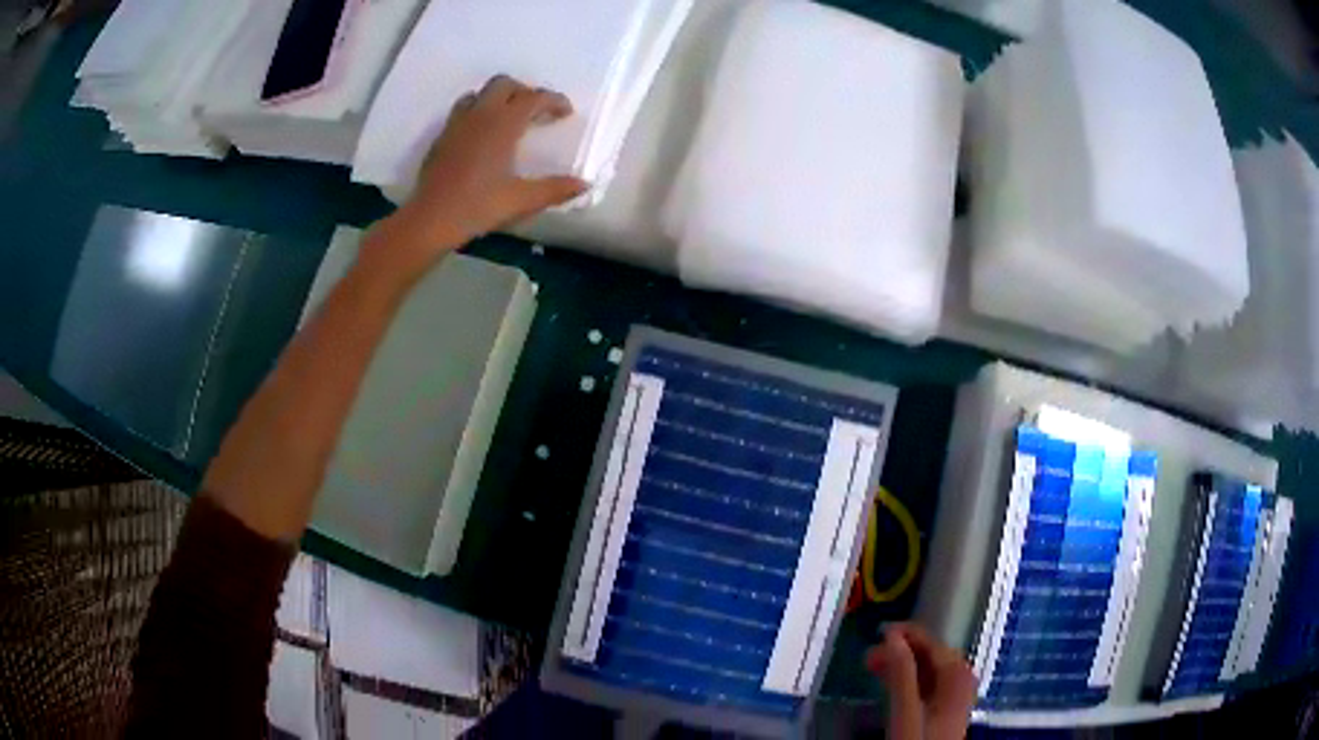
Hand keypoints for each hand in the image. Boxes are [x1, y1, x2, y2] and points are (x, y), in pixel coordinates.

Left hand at [362, 75, 587, 281]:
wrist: (430, 219)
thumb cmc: (478, 206)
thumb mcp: (521, 200)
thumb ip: (554, 189)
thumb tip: (583, 185)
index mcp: (503, 124)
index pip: (534, 98)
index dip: (554, 101)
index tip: (566, 113)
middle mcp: (480, 115)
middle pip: (505, 84)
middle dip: (525, 92)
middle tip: (536, 112)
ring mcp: (457, 123)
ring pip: (481, 93)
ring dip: (498, 98)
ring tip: (508, 119)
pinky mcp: (442, 137)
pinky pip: (463, 109)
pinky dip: (479, 112)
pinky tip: (482, 136)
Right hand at [867, 623, 975, 739]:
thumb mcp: (906, 711)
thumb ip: (901, 673)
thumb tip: (891, 636)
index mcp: (957, 674)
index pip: (931, 643)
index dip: (904, 635)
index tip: (876, 632)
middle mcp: (960, 678)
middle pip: (929, 655)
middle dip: (899, 651)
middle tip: (868, 656)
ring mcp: (954, 694)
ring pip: (926, 670)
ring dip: (900, 666)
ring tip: (872, 668)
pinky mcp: (944, 709)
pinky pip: (927, 684)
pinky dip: (907, 680)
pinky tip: (891, 685)